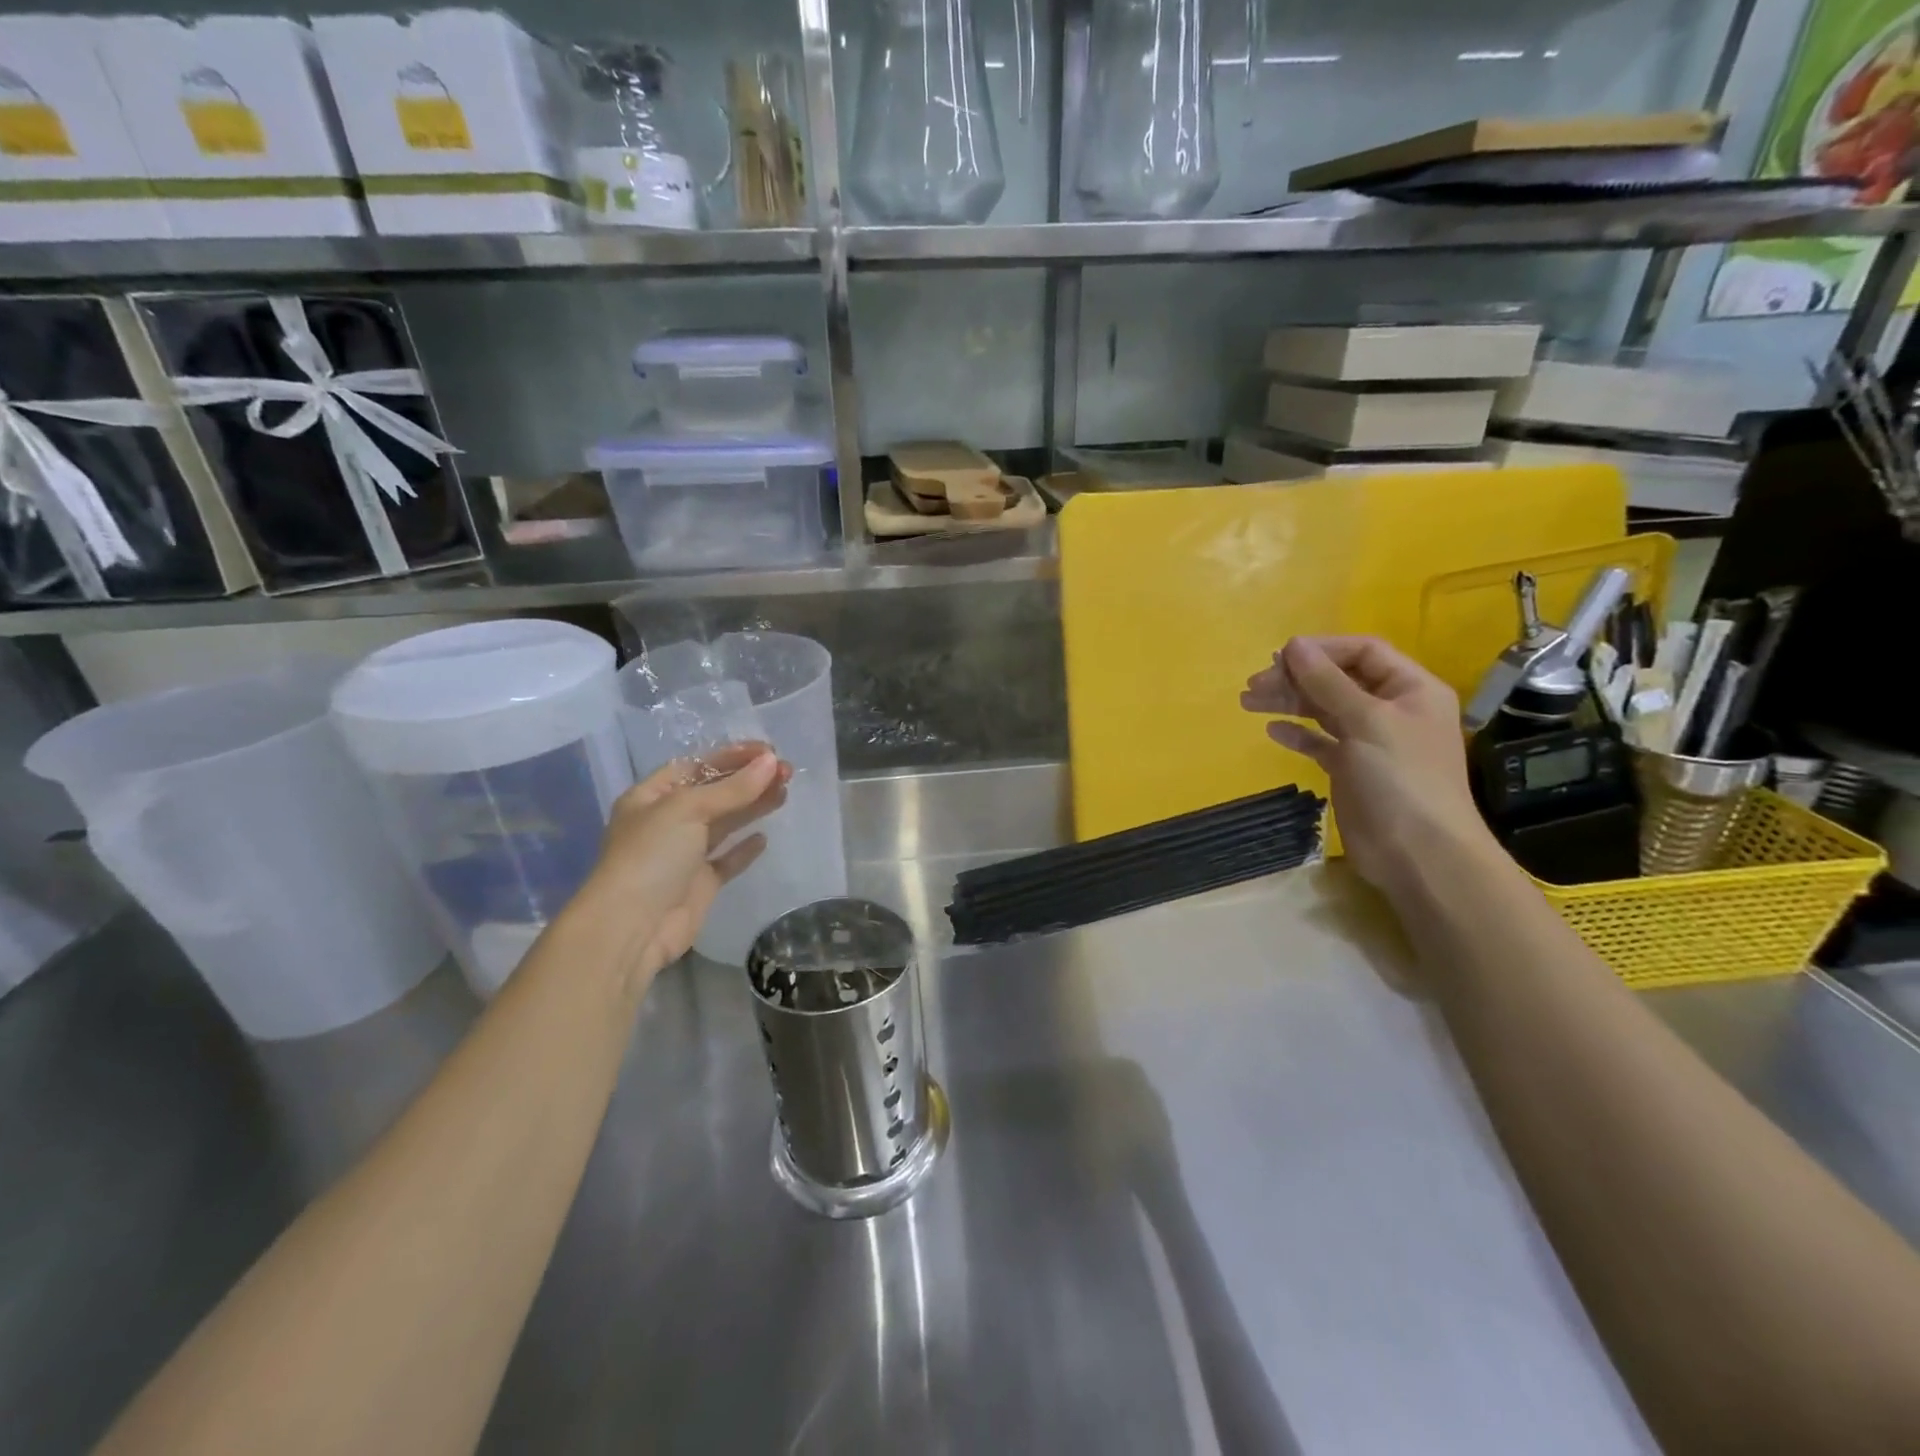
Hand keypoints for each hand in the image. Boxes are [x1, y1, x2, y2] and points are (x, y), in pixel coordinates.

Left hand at [579, 743, 791, 979]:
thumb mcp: (689, 810)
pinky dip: (744, 849)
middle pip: (714, 793)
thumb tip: (770, 763)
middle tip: (785, 771)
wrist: (632, 927)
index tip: (767, 751)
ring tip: (785, 792)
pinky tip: (764, 838)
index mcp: (651, 797)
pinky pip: (726, 860)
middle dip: (748, 781)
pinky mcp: (699, 884)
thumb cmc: (652, 855)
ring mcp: (682, 855)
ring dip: (752, 807)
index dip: (730, 757)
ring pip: (724, 823)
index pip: (695, 766)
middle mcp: (666, 822)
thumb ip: (733, 788)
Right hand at [1242, 636, 1496, 901]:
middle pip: (1338, 679)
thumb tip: (1293, 645)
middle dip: (1296, 677)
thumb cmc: (1401, 778)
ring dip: (1288, 702)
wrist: (1418, 853)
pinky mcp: (1351, 769)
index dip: (1321, 649)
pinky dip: (1297, 734)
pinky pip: (1320, 741)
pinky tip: (1273, 731)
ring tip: (1248, 701)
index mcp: (1410, 689)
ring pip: (1324, 709)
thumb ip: (1328, 681)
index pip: (1363, 652)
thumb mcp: (1367, 721)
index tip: (1279, 657)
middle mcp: (1391, 709)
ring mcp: (1371, 740)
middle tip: (1254, 684)